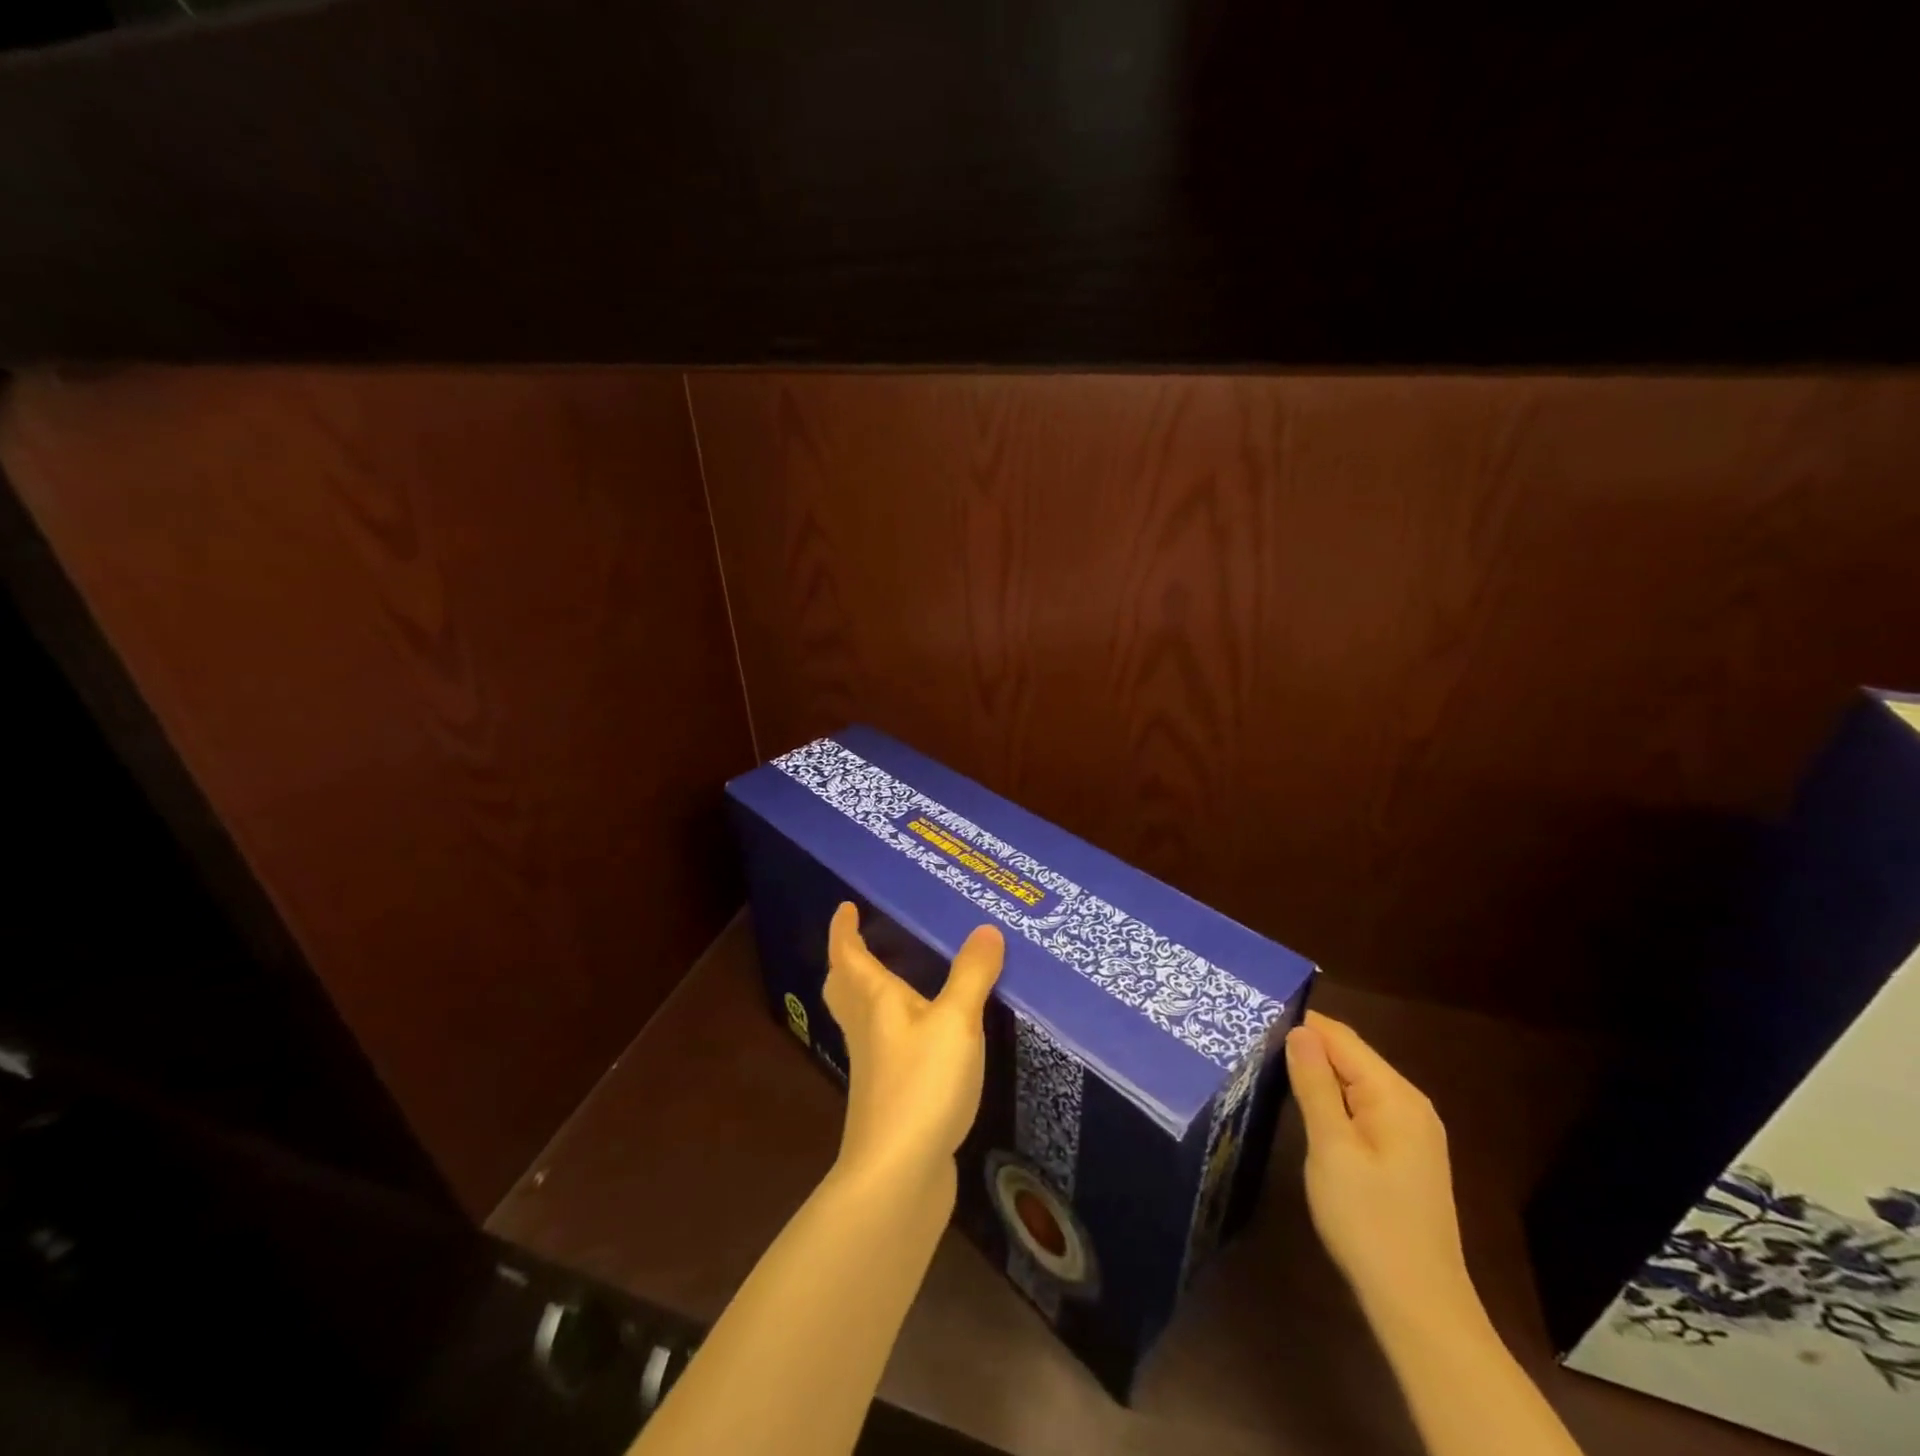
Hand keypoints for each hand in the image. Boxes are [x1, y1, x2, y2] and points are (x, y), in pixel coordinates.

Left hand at [823, 903, 1002, 1191]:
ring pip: (862, 1019)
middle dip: (847, 963)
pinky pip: (884, 1047)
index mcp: (875, 1001)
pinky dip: (893, 1029)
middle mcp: (868, 1029)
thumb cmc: (922, 1084)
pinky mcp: (889, 1096)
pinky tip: (921, 1038)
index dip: (844, 930)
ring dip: (867, 994)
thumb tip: (986, 929)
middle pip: (844, 989)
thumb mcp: (956, 1021)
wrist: (898, 1174)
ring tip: (896, 981)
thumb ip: (972, 975)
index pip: (849, 956)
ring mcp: (875, 1066)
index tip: (845, 907)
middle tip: (861, 943)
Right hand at [1285, 1010, 1473, 1322]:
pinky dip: (1332, 1098)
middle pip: (1350, 1057)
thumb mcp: (1331, 1148)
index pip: (1342, 1038)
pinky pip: (1362, 1107)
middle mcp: (1410, 1104)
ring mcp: (1411, 1131)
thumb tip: (1299, 1031)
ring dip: (1317, 1073)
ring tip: (1268, 1064)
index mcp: (1396, 1096)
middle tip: (1253, 1040)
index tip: (1255, 1018)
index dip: (1300, 1024)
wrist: (1418, 1306)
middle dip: (1306, 1046)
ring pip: (1355, 1082)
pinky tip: (1304, 1104)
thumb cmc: (1368, 1221)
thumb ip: (1315, 1085)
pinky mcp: (1403, 1154)